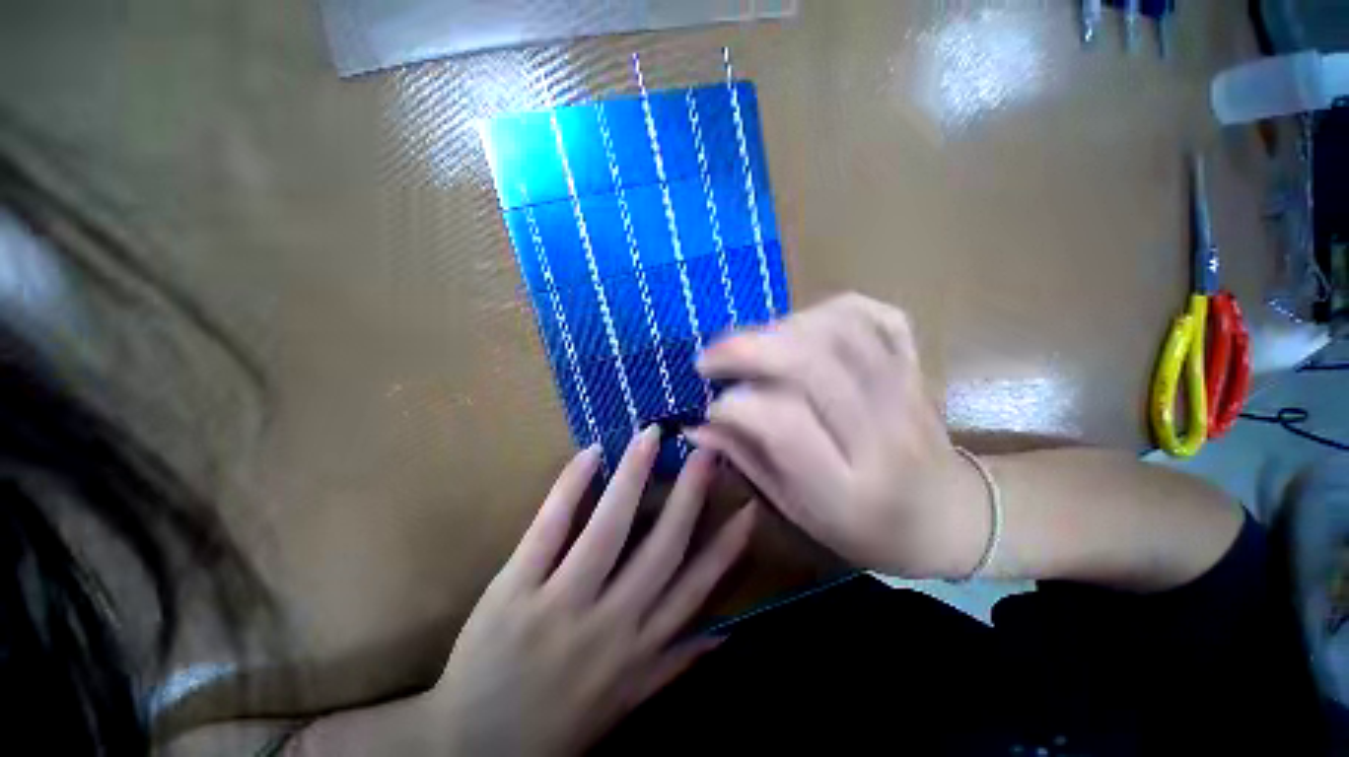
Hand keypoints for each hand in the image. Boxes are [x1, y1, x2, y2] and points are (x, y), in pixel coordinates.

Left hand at [430, 427, 754, 756]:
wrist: (471, 752)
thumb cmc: (557, 725)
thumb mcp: (627, 702)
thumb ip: (675, 664)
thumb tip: (724, 637)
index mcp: (640, 649)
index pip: (696, 588)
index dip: (726, 547)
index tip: (747, 508)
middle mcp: (611, 624)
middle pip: (662, 549)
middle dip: (690, 496)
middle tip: (706, 453)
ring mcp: (561, 605)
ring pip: (609, 529)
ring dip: (634, 476)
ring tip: (650, 437)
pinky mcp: (515, 591)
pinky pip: (549, 529)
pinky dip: (571, 487)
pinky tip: (591, 454)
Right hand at [690, 294, 985, 578]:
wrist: (950, 516)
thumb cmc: (867, 528)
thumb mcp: (799, 511)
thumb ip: (748, 461)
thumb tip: (698, 425)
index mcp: (848, 486)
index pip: (782, 424)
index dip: (735, 407)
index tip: (712, 409)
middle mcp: (881, 432)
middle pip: (810, 363)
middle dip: (745, 349)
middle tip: (709, 359)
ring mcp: (905, 390)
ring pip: (838, 329)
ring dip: (779, 327)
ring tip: (750, 345)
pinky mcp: (916, 364)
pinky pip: (874, 314)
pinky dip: (828, 309)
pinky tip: (801, 326)